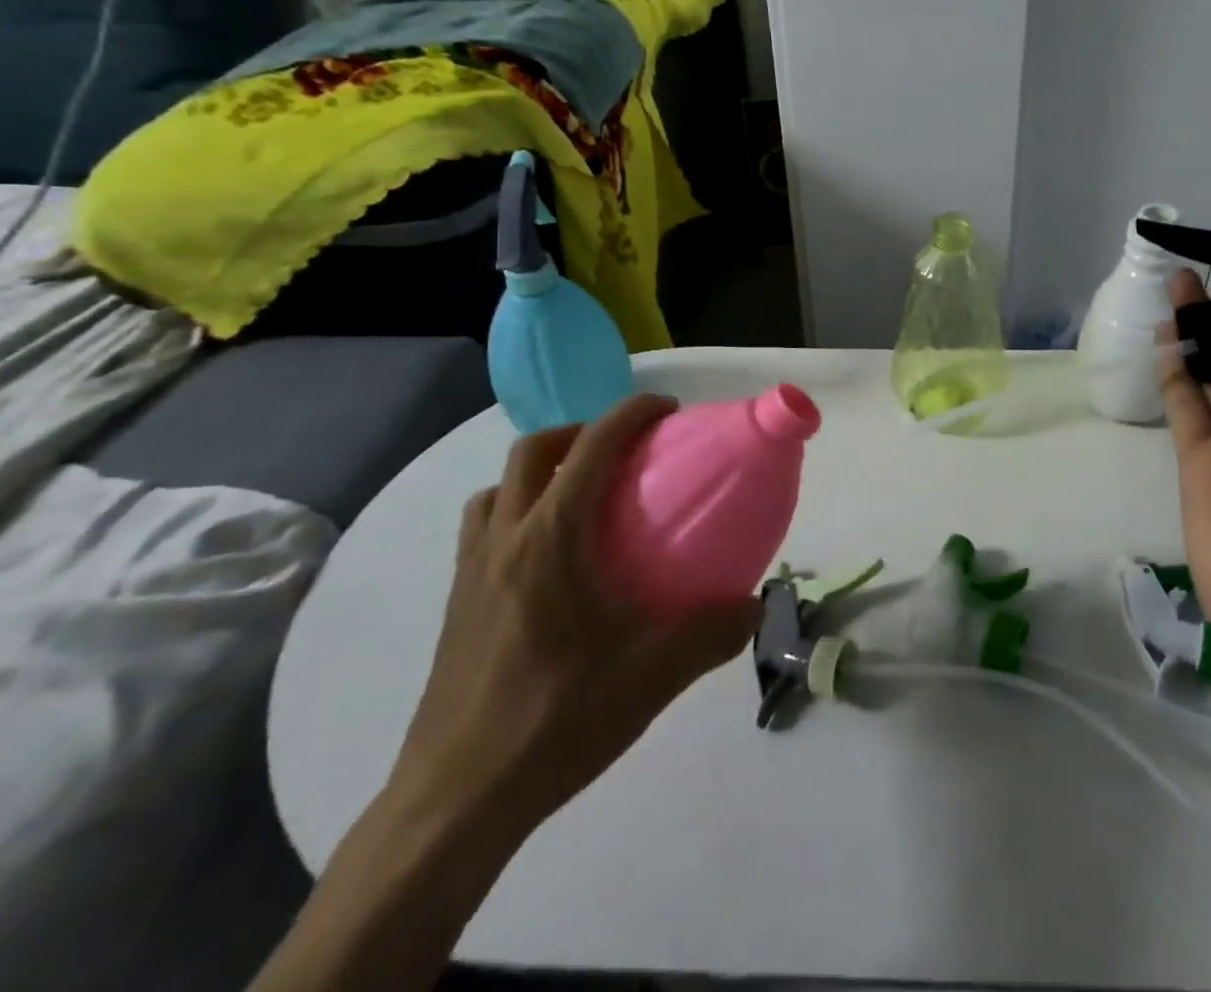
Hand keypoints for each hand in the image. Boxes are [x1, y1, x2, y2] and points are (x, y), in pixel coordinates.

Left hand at [392, 395, 760, 838]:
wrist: (456, 800)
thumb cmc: (554, 721)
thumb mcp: (650, 677)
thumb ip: (710, 634)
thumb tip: (753, 605)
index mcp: (550, 538)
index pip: (591, 447)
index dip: (631, 413)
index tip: (667, 410)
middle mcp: (504, 539)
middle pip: (533, 450)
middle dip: (582, 432)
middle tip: (625, 452)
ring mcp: (471, 571)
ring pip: (499, 487)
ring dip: (541, 472)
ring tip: (582, 498)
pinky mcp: (457, 604)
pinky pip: (484, 528)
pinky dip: (517, 513)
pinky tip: (549, 560)